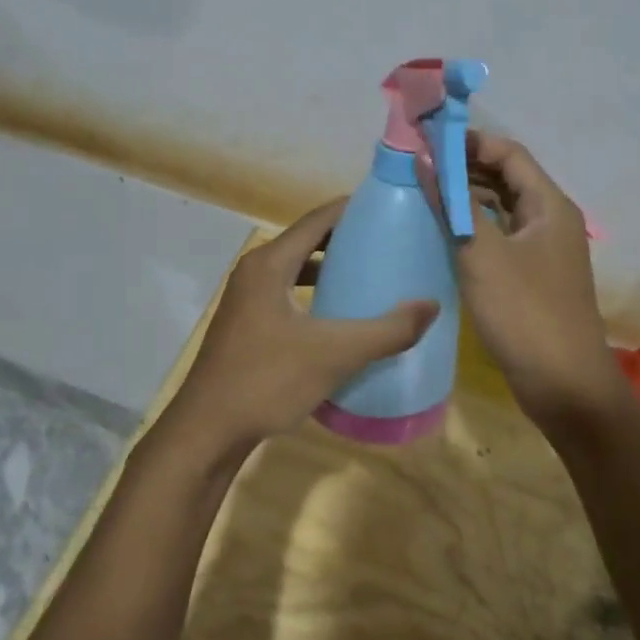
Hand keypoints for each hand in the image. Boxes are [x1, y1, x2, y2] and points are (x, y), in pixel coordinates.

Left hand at [161, 199, 438, 465]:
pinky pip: (286, 294)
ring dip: (329, 269)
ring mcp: (246, 300)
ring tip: (368, 276)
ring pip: (295, 270)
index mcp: (269, 263)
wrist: (207, 431)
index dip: (352, 210)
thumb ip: (387, 331)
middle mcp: (254, 272)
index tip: (389, 208)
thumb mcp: (335, 354)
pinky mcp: (245, 325)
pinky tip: (337, 318)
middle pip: (307, 241)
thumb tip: (431, 306)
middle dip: (346, 240)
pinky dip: (313, 295)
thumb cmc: (267, 381)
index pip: (317, 220)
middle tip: (387, 244)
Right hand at [454, 133, 630, 426]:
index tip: (427, 142)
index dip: (469, 142)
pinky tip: (446, 233)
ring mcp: (544, 250)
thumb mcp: (482, 254)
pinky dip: (475, 227)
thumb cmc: (525, 312)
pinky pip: (502, 236)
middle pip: (507, 177)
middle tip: (419, 167)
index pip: (508, 153)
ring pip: (503, 208)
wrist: (565, 385)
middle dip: (465, 167)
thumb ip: (453, 203)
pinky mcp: (533, 276)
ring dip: (468, 197)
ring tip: (426, 194)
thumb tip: (425, 159)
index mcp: (549, 205)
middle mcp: (551, 219)